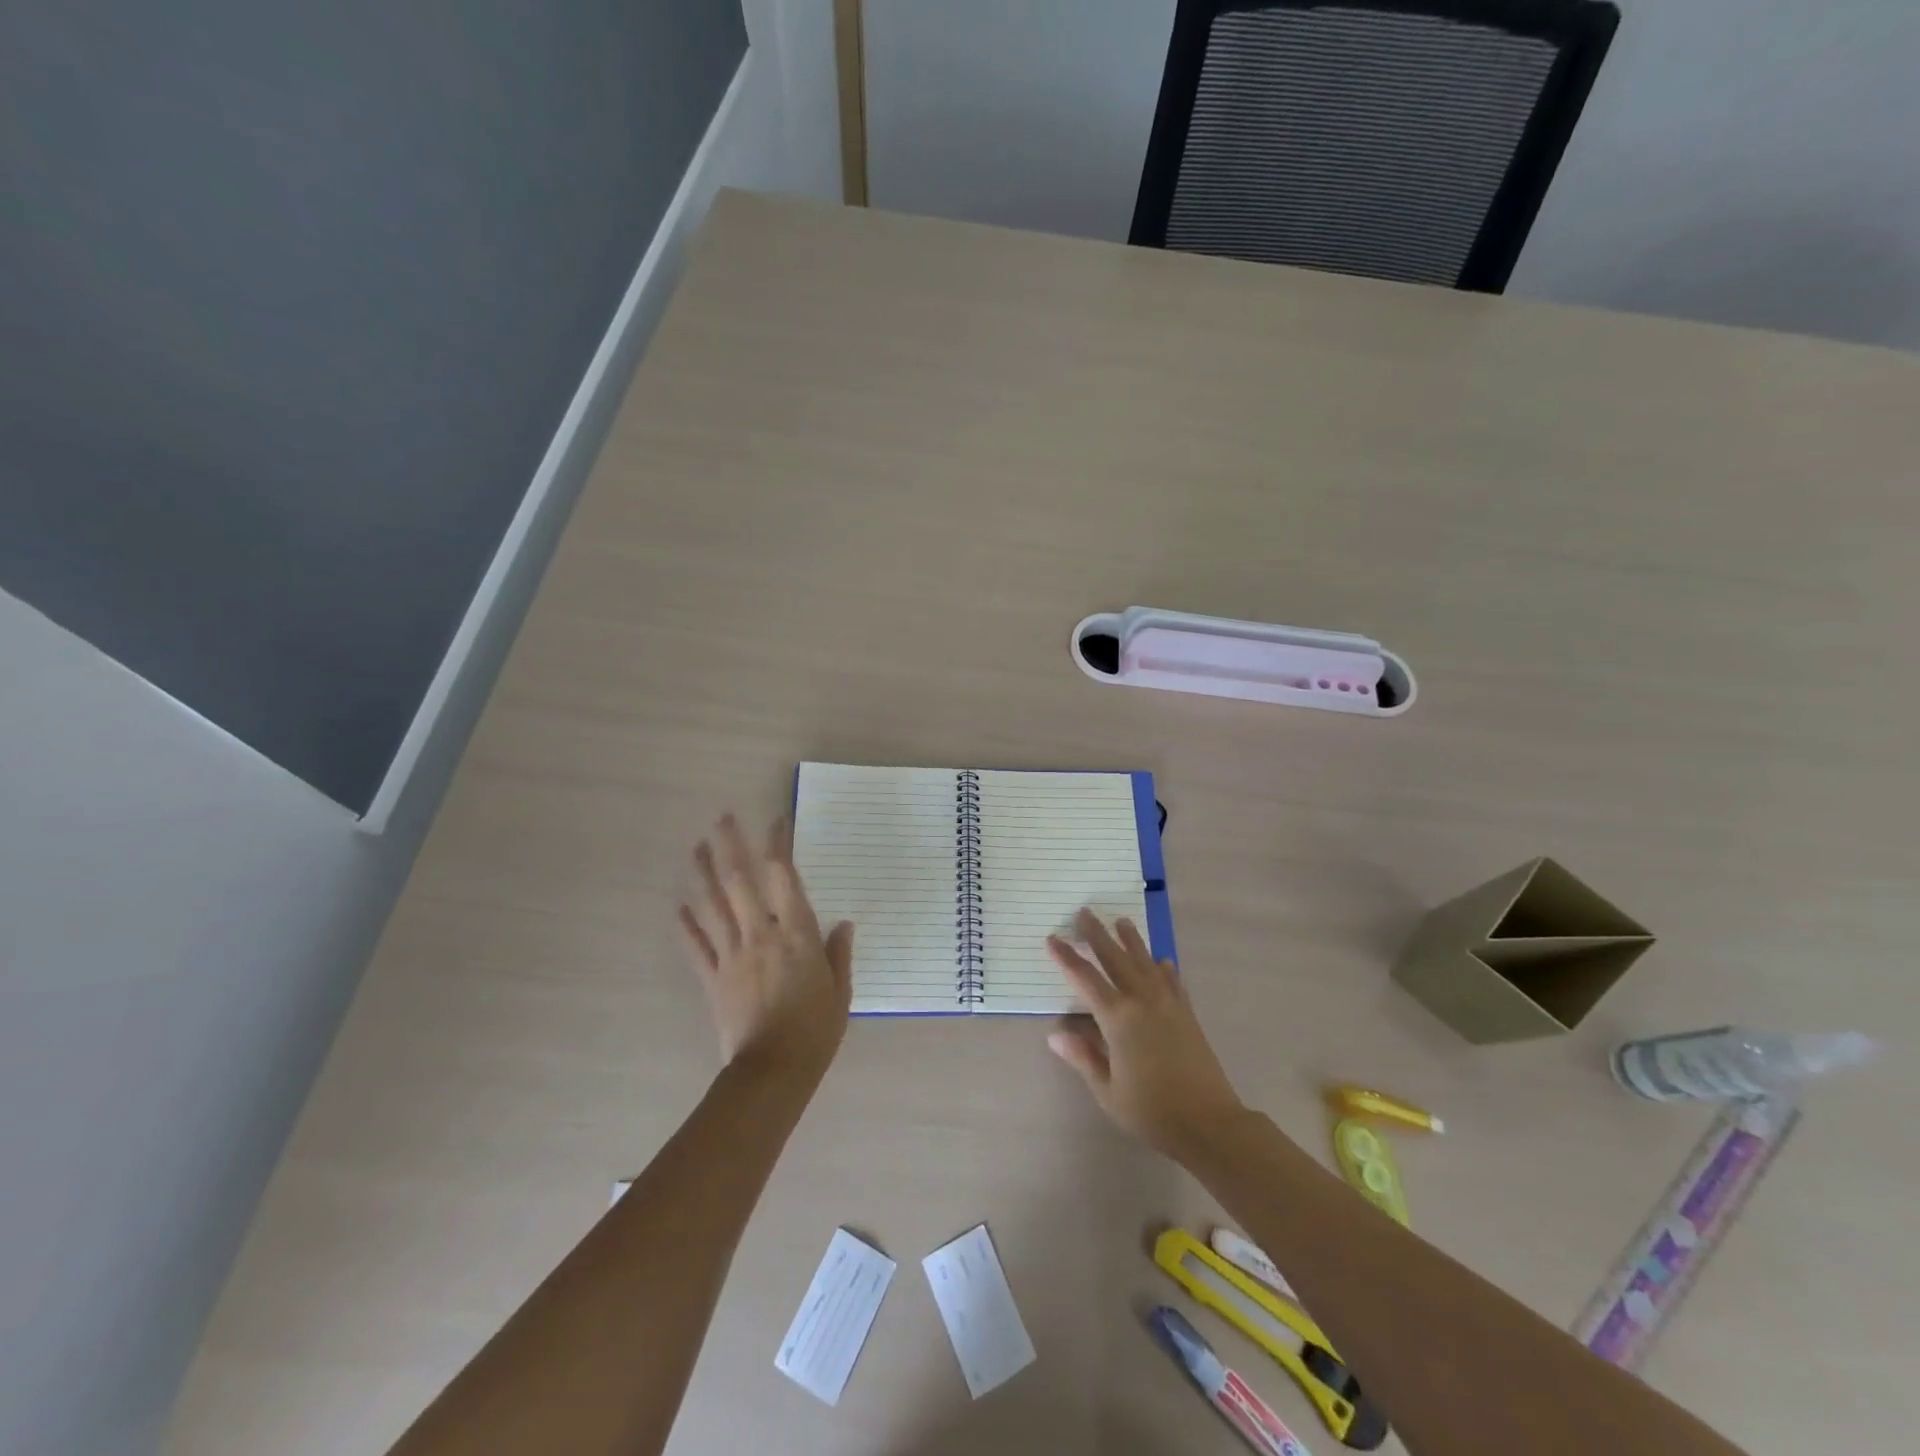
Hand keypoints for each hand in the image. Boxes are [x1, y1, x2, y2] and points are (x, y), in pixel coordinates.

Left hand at [678, 814, 854, 1087]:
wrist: (772, 1072)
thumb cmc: (815, 1031)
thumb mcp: (841, 991)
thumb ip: (838, 954)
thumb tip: (843, 924)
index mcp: (796, 934)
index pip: (784, 877)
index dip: (778, 845)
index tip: (776, 821)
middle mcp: (760, 934)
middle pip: (740, 881)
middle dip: (730, 846)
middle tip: (722, 818)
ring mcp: (732, 955)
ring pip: (713, 906)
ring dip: (703, 874)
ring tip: (696, 847)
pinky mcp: (713, 979)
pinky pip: (697, 946)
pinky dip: (687, 925)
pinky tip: (679, 906)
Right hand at [1046, 909, 1245, 1158]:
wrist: (1209, 1123)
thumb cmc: (1151, 1111)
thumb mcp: (1107, 1090)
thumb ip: (1083, 1057)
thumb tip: (1055, 1034)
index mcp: (1118, 1019)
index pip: (1085, 979)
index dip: (1066, 958)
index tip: (1052, 938)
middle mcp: (1142, 1001)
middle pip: (1115, 959)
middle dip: (1097, 935)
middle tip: (1084, 912)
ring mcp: (1168, 1004)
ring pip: (1145, 962)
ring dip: (1132, 941)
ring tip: (1122, 921)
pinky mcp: (1187, 1014)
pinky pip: (1173, 981)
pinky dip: (1164, 968)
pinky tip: (1162, 961)